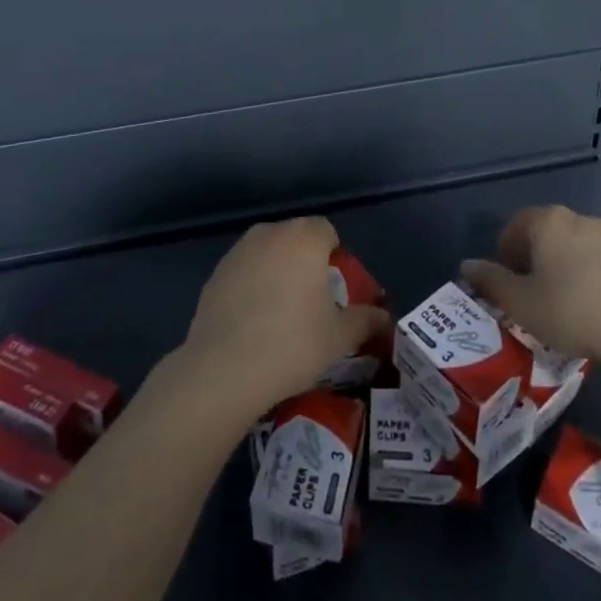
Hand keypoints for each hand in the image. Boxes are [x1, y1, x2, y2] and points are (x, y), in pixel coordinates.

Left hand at [176, 217, 390, 423]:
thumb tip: (385, 317)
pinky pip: (245, 270)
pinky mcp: (216, 272)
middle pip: (296, 238)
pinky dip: (252, 285)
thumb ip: (366, 320)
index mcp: (304, 238)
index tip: (333, 289)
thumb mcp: (339, 338)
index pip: (326, 230)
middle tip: (310, 302)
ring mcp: (239, 251)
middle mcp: (271, 233)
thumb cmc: (292, 345)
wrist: (223, 369)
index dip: (333, 256)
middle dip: (305, 261)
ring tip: (280, 313)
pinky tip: (252, 321)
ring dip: (278, 270)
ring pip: (269, 252)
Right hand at [461, 206, 600, 380]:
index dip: (505, 255)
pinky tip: (595, 310)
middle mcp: (578, 218)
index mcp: (546, 221)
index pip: (515, 226)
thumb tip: (466, 265)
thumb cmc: (571, 311)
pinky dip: (591, 278)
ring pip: (575, 247)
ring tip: (565, 306)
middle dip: (535, 260)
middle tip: (533, 296)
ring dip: (564, 268)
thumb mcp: (520, 303)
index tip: (508, 286)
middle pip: (546, 233)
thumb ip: (490, 281)